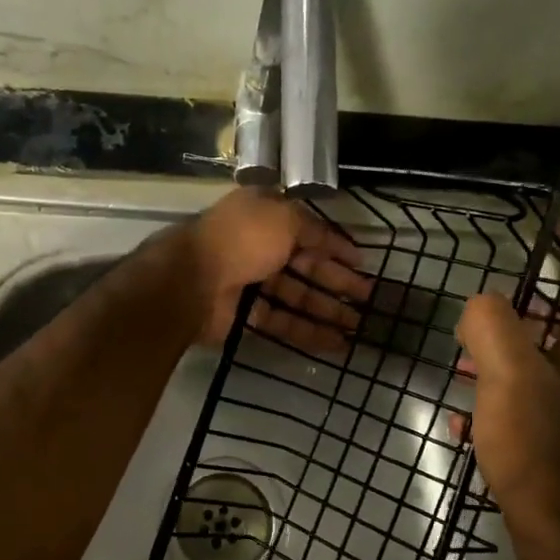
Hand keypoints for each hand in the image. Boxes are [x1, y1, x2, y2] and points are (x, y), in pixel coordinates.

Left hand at [177, 188, 369, 353]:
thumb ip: (311, 227)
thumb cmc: (242, 239)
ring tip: (358, 325)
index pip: (307, 231)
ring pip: (296, 298)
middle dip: (337, 281)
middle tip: (368, 298)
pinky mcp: (244, 317)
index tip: (361, 262)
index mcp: (264, 218)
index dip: (335, 246)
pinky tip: (336, 343)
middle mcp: (257, 248)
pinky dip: (308, 332)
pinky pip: (282, 323)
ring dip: (327, 310)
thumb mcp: (283, 217)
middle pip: (305, 267)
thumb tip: (330, 239)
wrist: (192, 280)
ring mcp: (249, 284)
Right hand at [456, 210, 559, 548]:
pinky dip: (507, 386)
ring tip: (470, 351)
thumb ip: (492, 323)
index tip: (559, 225)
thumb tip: (483, 305)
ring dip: (516, 344)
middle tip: (495, 296)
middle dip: (539, 298)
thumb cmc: (537, 441)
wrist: (559, 524)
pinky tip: (471, 410)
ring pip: (553, 356)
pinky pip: (538, 393)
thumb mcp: (507, 371)